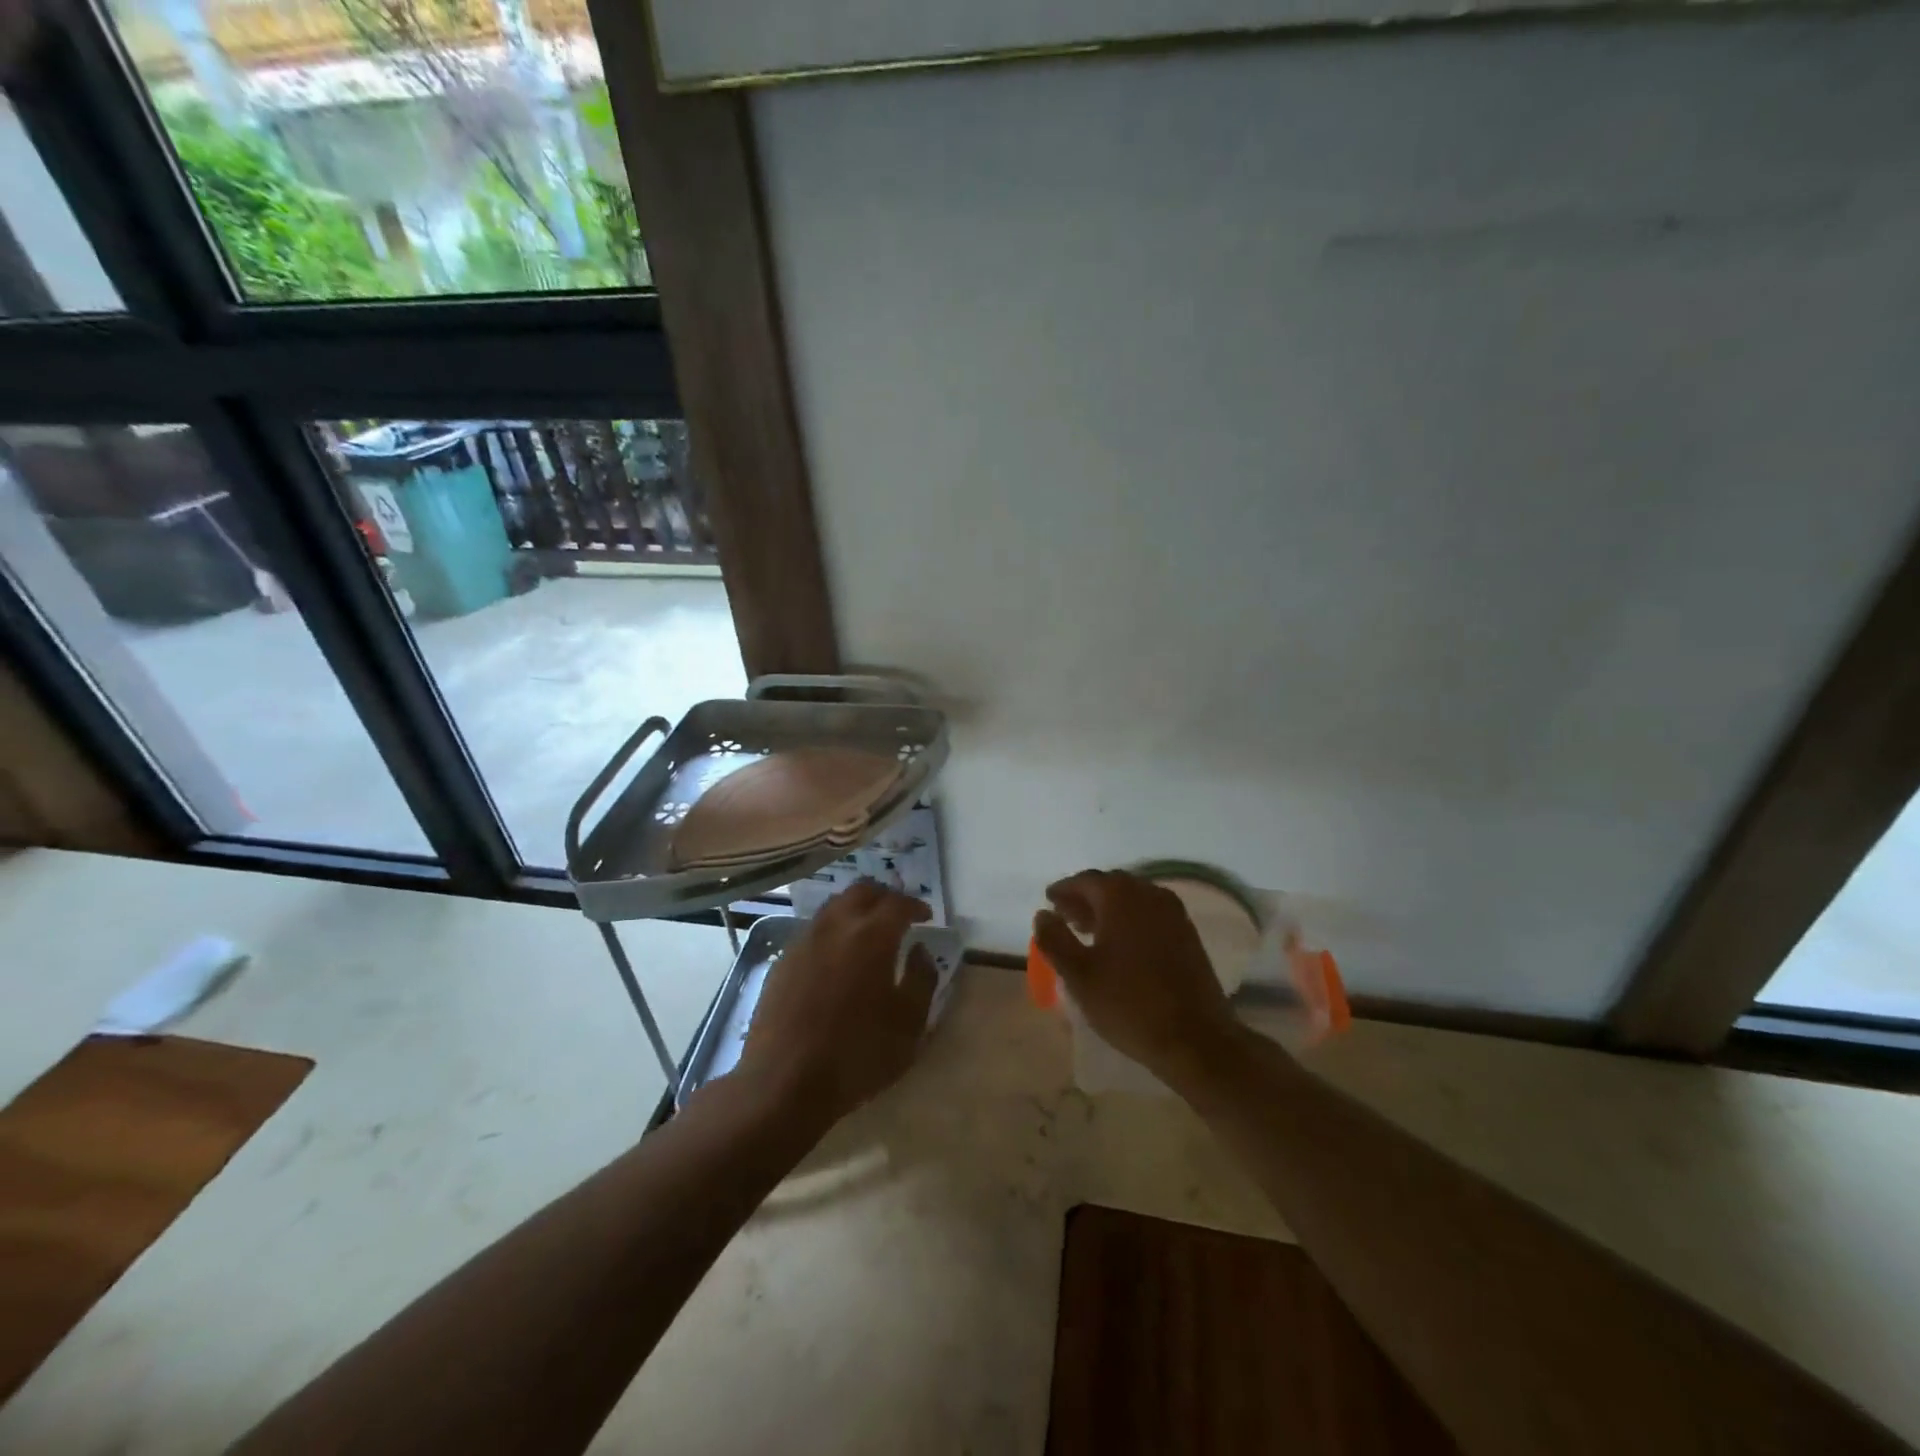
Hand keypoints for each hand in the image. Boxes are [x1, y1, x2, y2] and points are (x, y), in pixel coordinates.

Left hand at [734, 883, 935, 1133]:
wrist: (783, 1082)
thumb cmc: (857, 1055)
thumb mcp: (909, 1024)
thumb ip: (922, 979)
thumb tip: (920, 951)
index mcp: (872, 936)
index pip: (898, 903)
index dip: (916, 905)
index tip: (926, 916)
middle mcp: (836, 926)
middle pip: (862, 890)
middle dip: (885, 896)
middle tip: (898, 914)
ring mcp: (804, 940)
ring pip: (834, 906)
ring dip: (856, 909)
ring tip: (868, 931)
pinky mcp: (782, 960)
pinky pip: (814, 929)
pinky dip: (833, 929)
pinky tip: (837, 956)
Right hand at [1033, 870, 1238, 1083]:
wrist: (1196, 1038)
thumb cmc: (1129, 1004)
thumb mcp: (1079, 975)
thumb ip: (1055, 940)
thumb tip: (1043, 915)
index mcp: (1120, 896)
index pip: (1085, 880)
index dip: (1064, 890)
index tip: (1049, 901)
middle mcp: (1149, 894)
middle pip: (1111, 886)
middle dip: (1086, 898)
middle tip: (1066, 917)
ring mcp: (1173, 913)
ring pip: (1133, 900)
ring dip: (1108, 910)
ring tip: (1089, 932)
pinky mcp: (1188, 934)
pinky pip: (1150, 915)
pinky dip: (1130, 920)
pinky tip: (1121, 945)